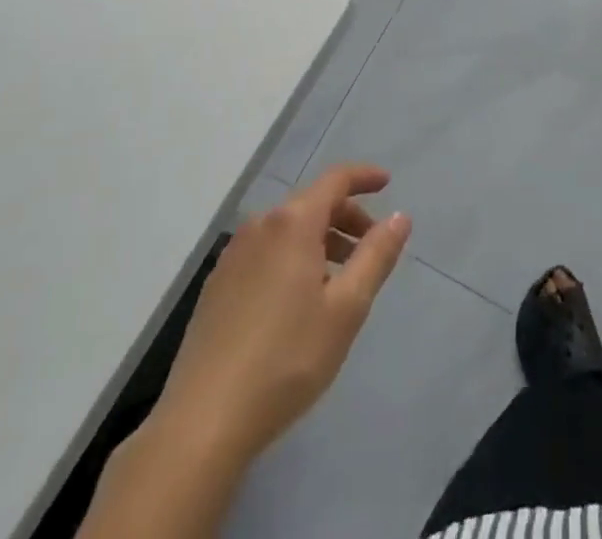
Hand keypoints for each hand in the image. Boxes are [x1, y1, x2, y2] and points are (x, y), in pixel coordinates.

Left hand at [152, 164, 411, 465]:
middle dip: (346, 217)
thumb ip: (376, 256)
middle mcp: (260, 226)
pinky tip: (299, 302)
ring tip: (339, 281)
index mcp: (293, 223)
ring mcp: (232, 256)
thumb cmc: (286, 359)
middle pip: (312, 203)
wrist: (202, 424)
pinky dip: (293, 258)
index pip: (336, 179)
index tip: (387, 183)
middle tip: (370, 248)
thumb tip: (399, 217)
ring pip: (288, 230)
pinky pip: (266, 253)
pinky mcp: (216, 287)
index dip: (364, 177)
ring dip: (320, 241)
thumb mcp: (347, 308)